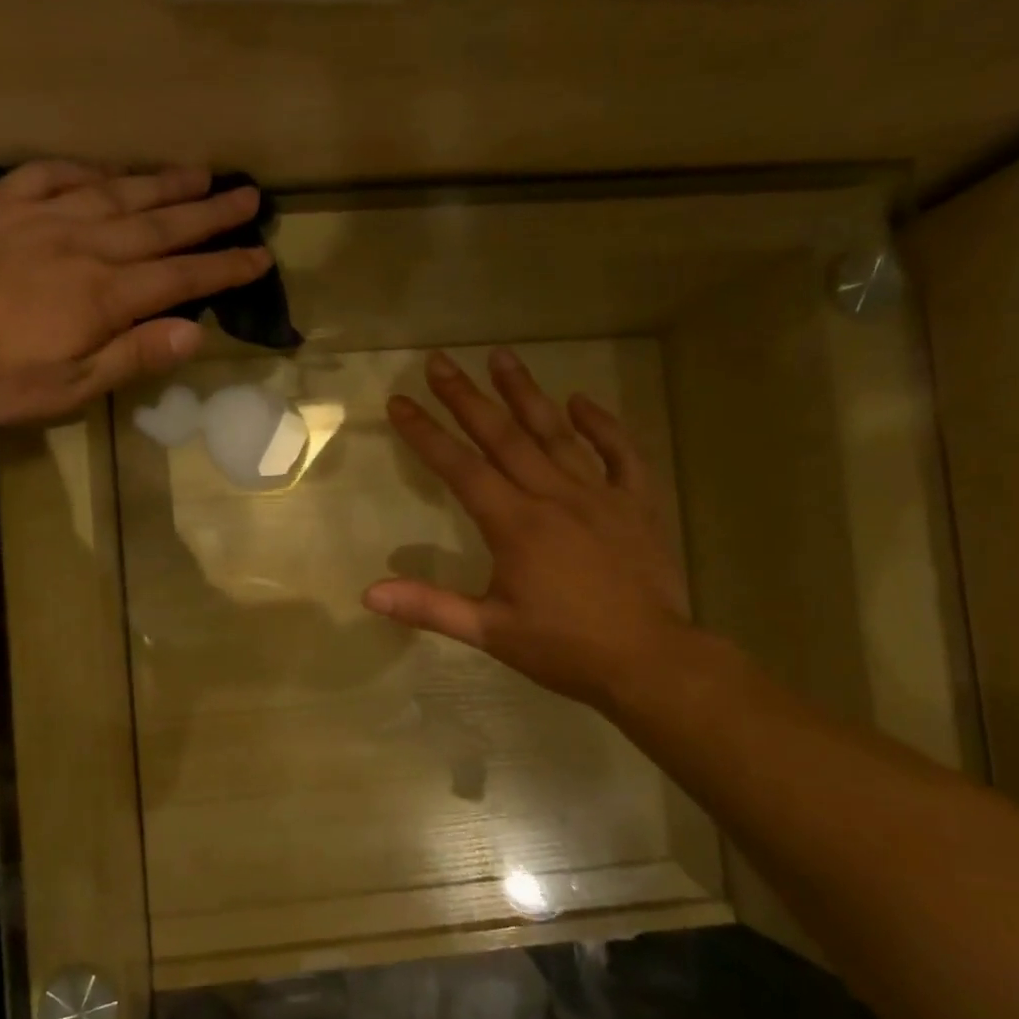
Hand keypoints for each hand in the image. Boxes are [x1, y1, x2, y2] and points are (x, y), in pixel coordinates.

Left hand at [0, 160, 270, 424]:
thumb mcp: (70, 388)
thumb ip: (133, 356)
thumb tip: (194, 333)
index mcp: (106, 295)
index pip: (181, 277)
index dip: (224, 266)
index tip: (260, 255)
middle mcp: (86, 244)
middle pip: (160, 224)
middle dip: (209, 213)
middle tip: (248, 195)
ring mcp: (44, 216)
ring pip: (118, 192)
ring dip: (164, 183)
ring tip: (201, 172)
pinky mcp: (4, 203)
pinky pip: (57, 173)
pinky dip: (91, 169)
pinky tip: (109, 169)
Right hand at [362, 348, 694, 710]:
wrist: (650, 661)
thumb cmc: (564, 648)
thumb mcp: (489, 631)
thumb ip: (429, 607)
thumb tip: (369, 594)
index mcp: (515, 525)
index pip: (461, 468)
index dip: (426, 434)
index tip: (400, 401)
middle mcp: (554, 497)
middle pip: (504, 437)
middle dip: (467, 397)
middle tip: (441, 361)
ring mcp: (599, 496)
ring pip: (557, 434)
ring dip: (526, 394)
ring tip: (502, 357)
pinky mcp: (637, 504)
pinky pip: (621, 454)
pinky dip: (602, 426)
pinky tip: (581, 401)